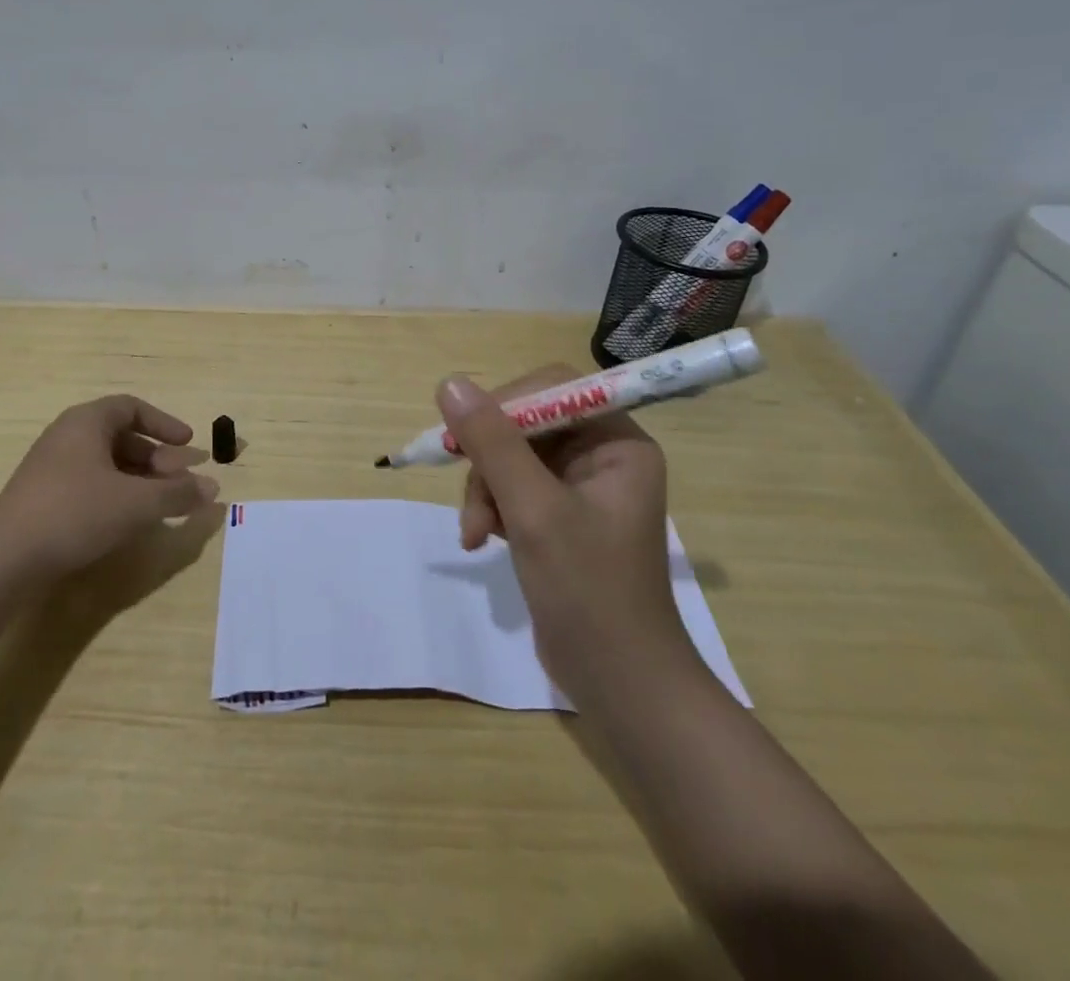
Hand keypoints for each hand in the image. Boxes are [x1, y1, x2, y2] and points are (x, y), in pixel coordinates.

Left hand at [0, 395, 219, 581]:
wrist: (3, 560)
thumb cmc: (75, 514)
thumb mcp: (136, 504)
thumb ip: (177, 494)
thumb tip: (213, 488)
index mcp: (86, 422)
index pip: (132, 408)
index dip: (165, 424)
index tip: (188, 444)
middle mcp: (66, 436)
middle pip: (121, 437)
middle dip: (157, 458)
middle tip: (180, 481)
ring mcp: (50, 467)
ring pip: (106, 463)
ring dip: (139, 479)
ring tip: (161, 504)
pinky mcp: (42, 497)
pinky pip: (89, 483)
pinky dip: (116, 494)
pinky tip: (127, 520)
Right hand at [440, 366, 684, 701]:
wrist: (620, 686)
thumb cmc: (589, 591)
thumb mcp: (534, 511)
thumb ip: (493, 443)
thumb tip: (449, 383)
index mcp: (618, 443)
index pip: (553, 389)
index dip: (505, 404)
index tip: (465, 434)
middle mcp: (602, 456)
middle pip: (526, 424)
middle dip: (490, 462)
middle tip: (469, 497)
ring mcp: (581, 488)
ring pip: (511, 458)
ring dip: (485, 491)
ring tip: (475, 534)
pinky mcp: (560, 517)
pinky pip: (513, 488)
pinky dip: (492, 509)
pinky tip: (482, 540)